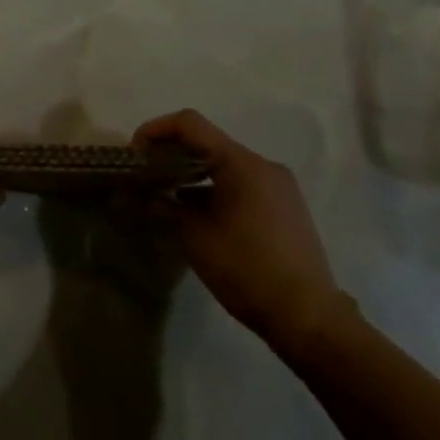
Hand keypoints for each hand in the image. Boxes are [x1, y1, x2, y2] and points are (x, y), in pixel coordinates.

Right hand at [133, 109, 350, 358]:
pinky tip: (195, 215)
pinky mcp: (284, 206)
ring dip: (191, 174)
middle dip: (171, 154)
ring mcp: (278, 186)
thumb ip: (162, 208)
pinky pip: (241, 184)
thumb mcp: (195, 238)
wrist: (306, 315)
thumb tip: (133, 197)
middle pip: (207, 143)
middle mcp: (263, 165)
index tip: (134, 155)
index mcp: (242, 164)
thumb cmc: (246, 269)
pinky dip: (213, 190)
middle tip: (143, 177)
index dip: (155, 130)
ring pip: (224, 165)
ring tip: (164, 198)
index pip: (190, 124)